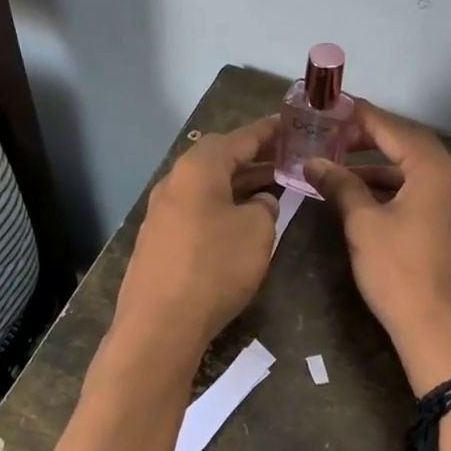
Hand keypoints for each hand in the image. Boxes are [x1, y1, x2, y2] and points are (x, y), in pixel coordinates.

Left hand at [114, 116, 280, 359]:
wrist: (160, 325)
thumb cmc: (215, 267)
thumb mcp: (258, 231)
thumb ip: (265, 207)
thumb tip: (260, 202)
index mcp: (198, 169)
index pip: (240, 138)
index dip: (269, 131)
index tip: (292, 126)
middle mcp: (174, 182)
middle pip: (219, 159)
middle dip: (254, 157)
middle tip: (286, 159)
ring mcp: (161, 212)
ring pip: (207, 187)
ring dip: (239, 184)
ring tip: (272, 188)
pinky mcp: (158, 240)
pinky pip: (197, 210)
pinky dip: (222, 206)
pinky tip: (240, 222)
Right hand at [305, 102, 450, 391]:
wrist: (442, 334)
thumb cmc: (399, 274)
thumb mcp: (364, 225)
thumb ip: (340, 186)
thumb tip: (313, 162)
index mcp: (438, 171)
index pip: (395, 129)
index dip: (362, 117)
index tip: (334, 108)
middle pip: (411, 147)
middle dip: (371, 141)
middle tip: (335, 138)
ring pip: (419, 174)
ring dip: (382, 169)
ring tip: (343, 172)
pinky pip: (429, 195)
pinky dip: (399, 191)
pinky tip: (370, 200)